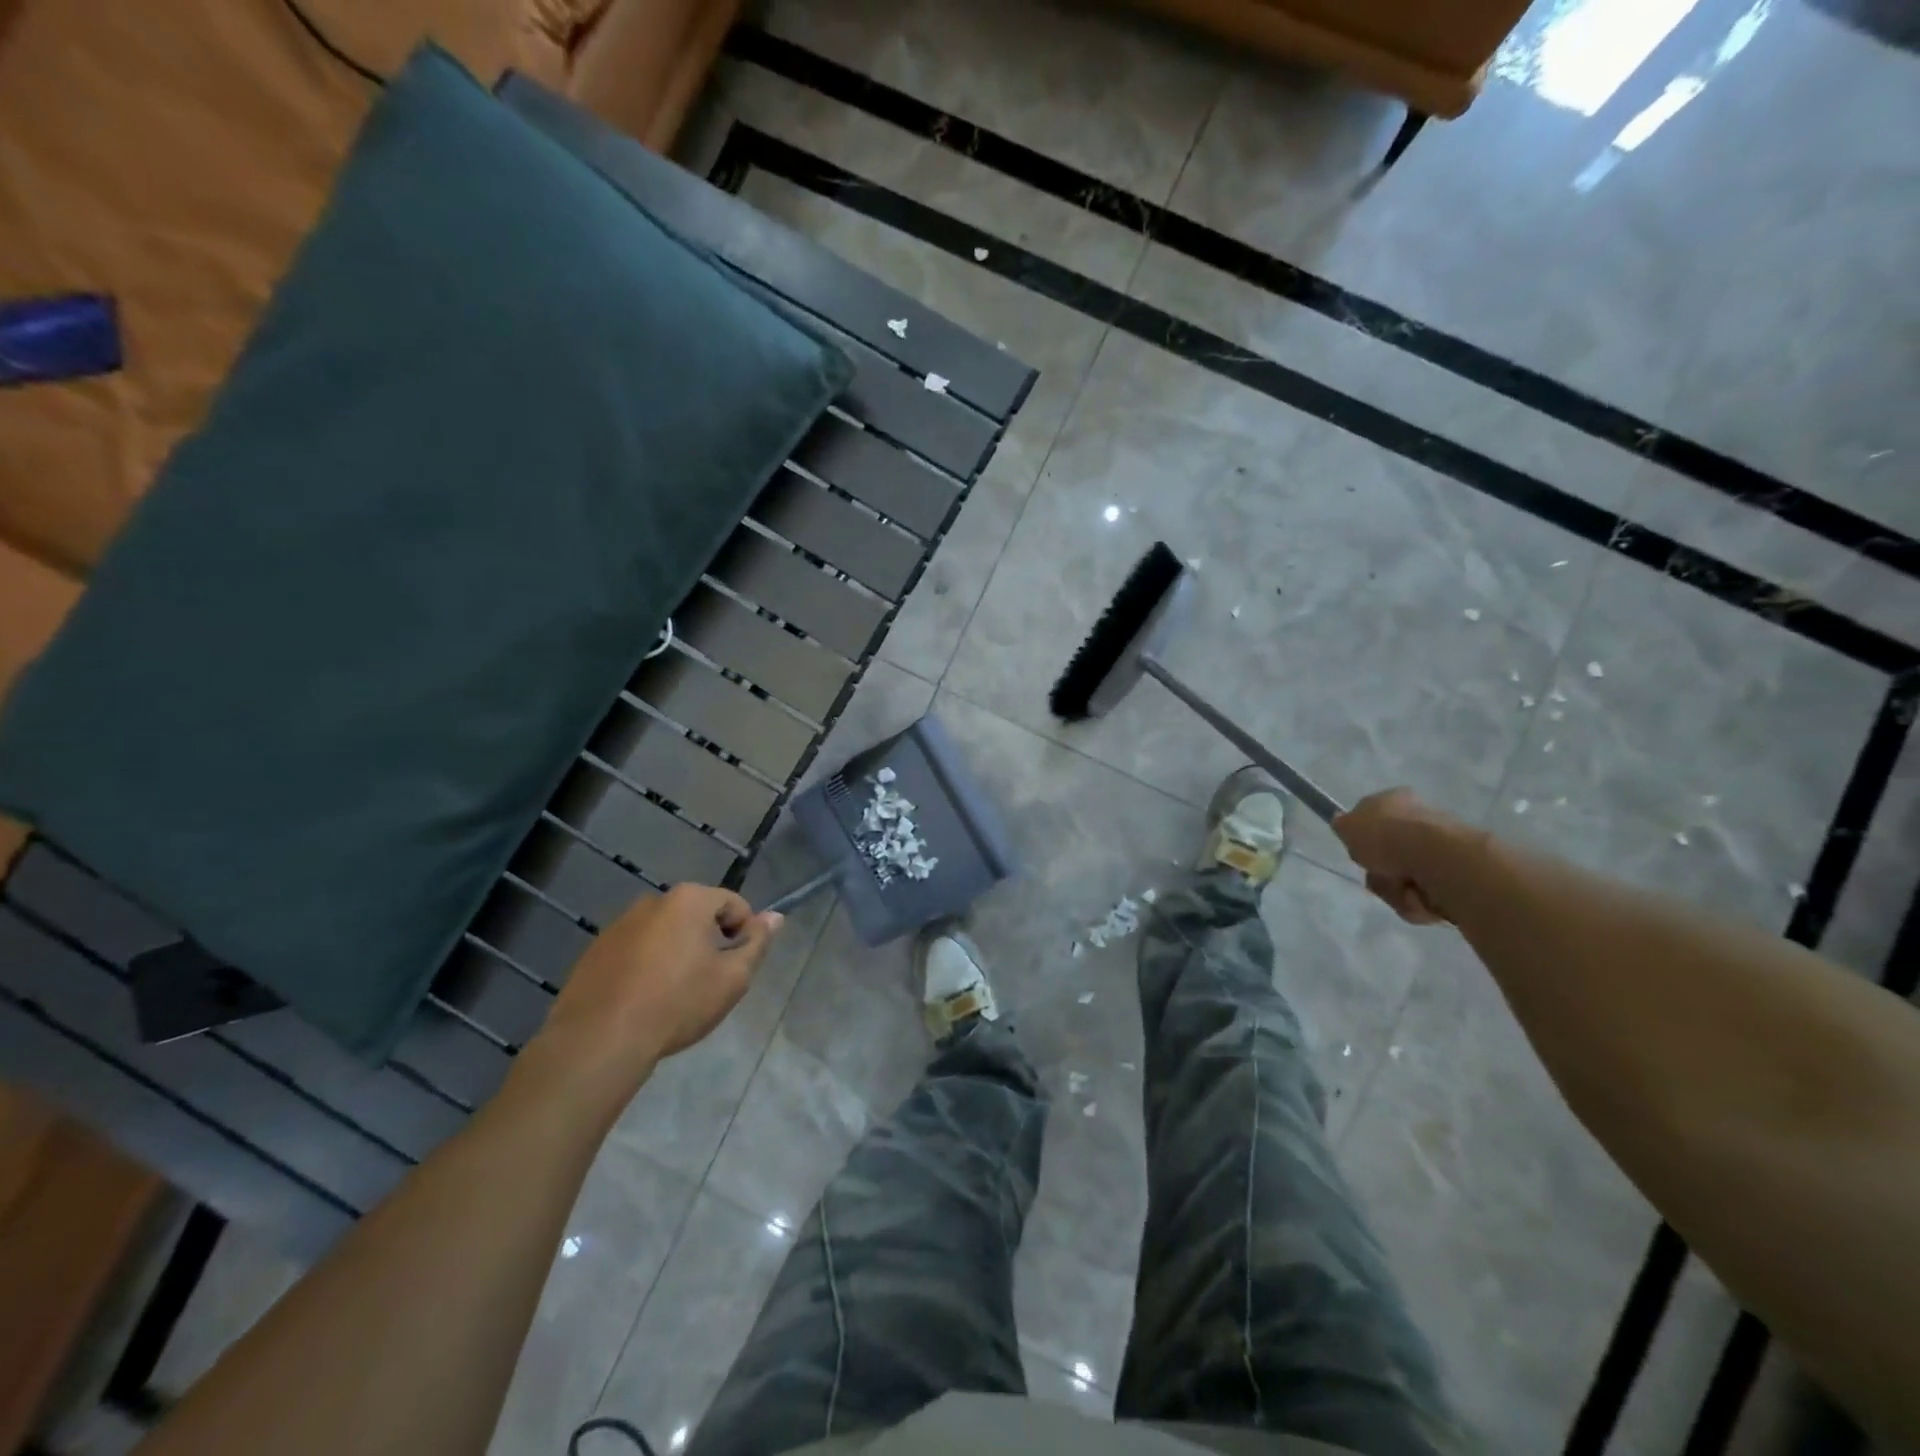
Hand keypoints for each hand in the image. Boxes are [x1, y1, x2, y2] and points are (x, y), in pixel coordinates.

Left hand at [526, 885, 782, 1101]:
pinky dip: (646, 966)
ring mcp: (619, 925)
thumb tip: (775, 917)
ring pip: (664, 932)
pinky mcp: (595, 951)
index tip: (737, 967)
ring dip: (676, 953)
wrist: (600, 1040)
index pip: (733, 903)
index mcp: (689, 900)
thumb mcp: (733, 978)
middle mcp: (653, 901)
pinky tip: (643, 1000)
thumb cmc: (677, 1003)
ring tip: (674, 995)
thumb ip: (757, 942)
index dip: (744, 933)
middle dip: (709, 941)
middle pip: (697, 915)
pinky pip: (635, 950)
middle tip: (709, 982)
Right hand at [1333, 788, 1463, 925]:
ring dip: (1394, 890)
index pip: (1374, 817)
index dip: (1364, 837)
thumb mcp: (1348, 826)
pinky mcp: (1454, 876)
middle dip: (1378, 871)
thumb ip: (1343, 825)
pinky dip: (1415, 902)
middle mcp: (1420, 820)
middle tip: (1377, 873)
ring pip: (1401, 878)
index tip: (1360, 851)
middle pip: (1386, 855)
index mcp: (1396, 800)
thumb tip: (1343, 823)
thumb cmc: (1387, 836)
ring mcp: (1440, 848)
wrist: (1436, 859)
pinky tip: (1418, 897)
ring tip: (1401, 889)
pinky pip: (1421, 896)